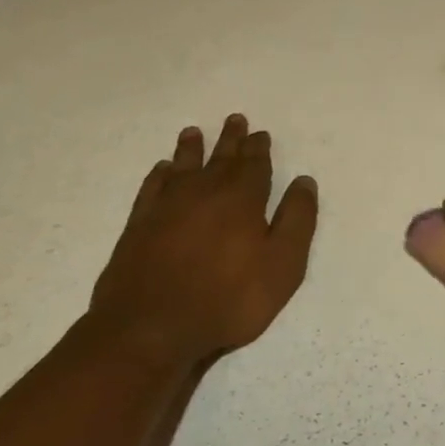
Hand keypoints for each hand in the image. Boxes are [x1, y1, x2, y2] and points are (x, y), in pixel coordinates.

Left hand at [87, 114, 317, 369]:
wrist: (152, 326)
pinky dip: (160, 175)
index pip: (254, 165)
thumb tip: (304, 181)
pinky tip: (163, 170)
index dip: (259, 149)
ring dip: (192, 149)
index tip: (260, 133)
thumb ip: (297, 221)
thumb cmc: (229, 299)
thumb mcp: (282, 265)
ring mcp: (167, 207)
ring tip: (194, 132)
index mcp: (242, 199)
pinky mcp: (140, 225)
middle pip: (220, 159)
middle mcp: (204, 193)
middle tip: (235, 119)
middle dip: (230, 140)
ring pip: (184, 166)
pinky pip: (153, 187)